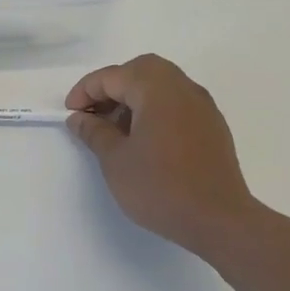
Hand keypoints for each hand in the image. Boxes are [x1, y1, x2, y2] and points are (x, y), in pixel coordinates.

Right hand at [66, 54, 259, 258]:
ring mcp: (202, 106)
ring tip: (115, 129)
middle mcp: (182, 88)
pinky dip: (155, 109)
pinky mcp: (212, 126)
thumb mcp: (115, 160)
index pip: (113, 76)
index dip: (85, 91)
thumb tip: (79, 118)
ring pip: (162, 85)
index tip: (70, 114)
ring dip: (134, 97)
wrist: (218, 220)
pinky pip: (177, 103)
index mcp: (156, 89)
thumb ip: (95, 132)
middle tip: (94, 113)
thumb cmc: (160, 187)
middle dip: (112, 86)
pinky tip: (144, 140)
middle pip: (141, 70)